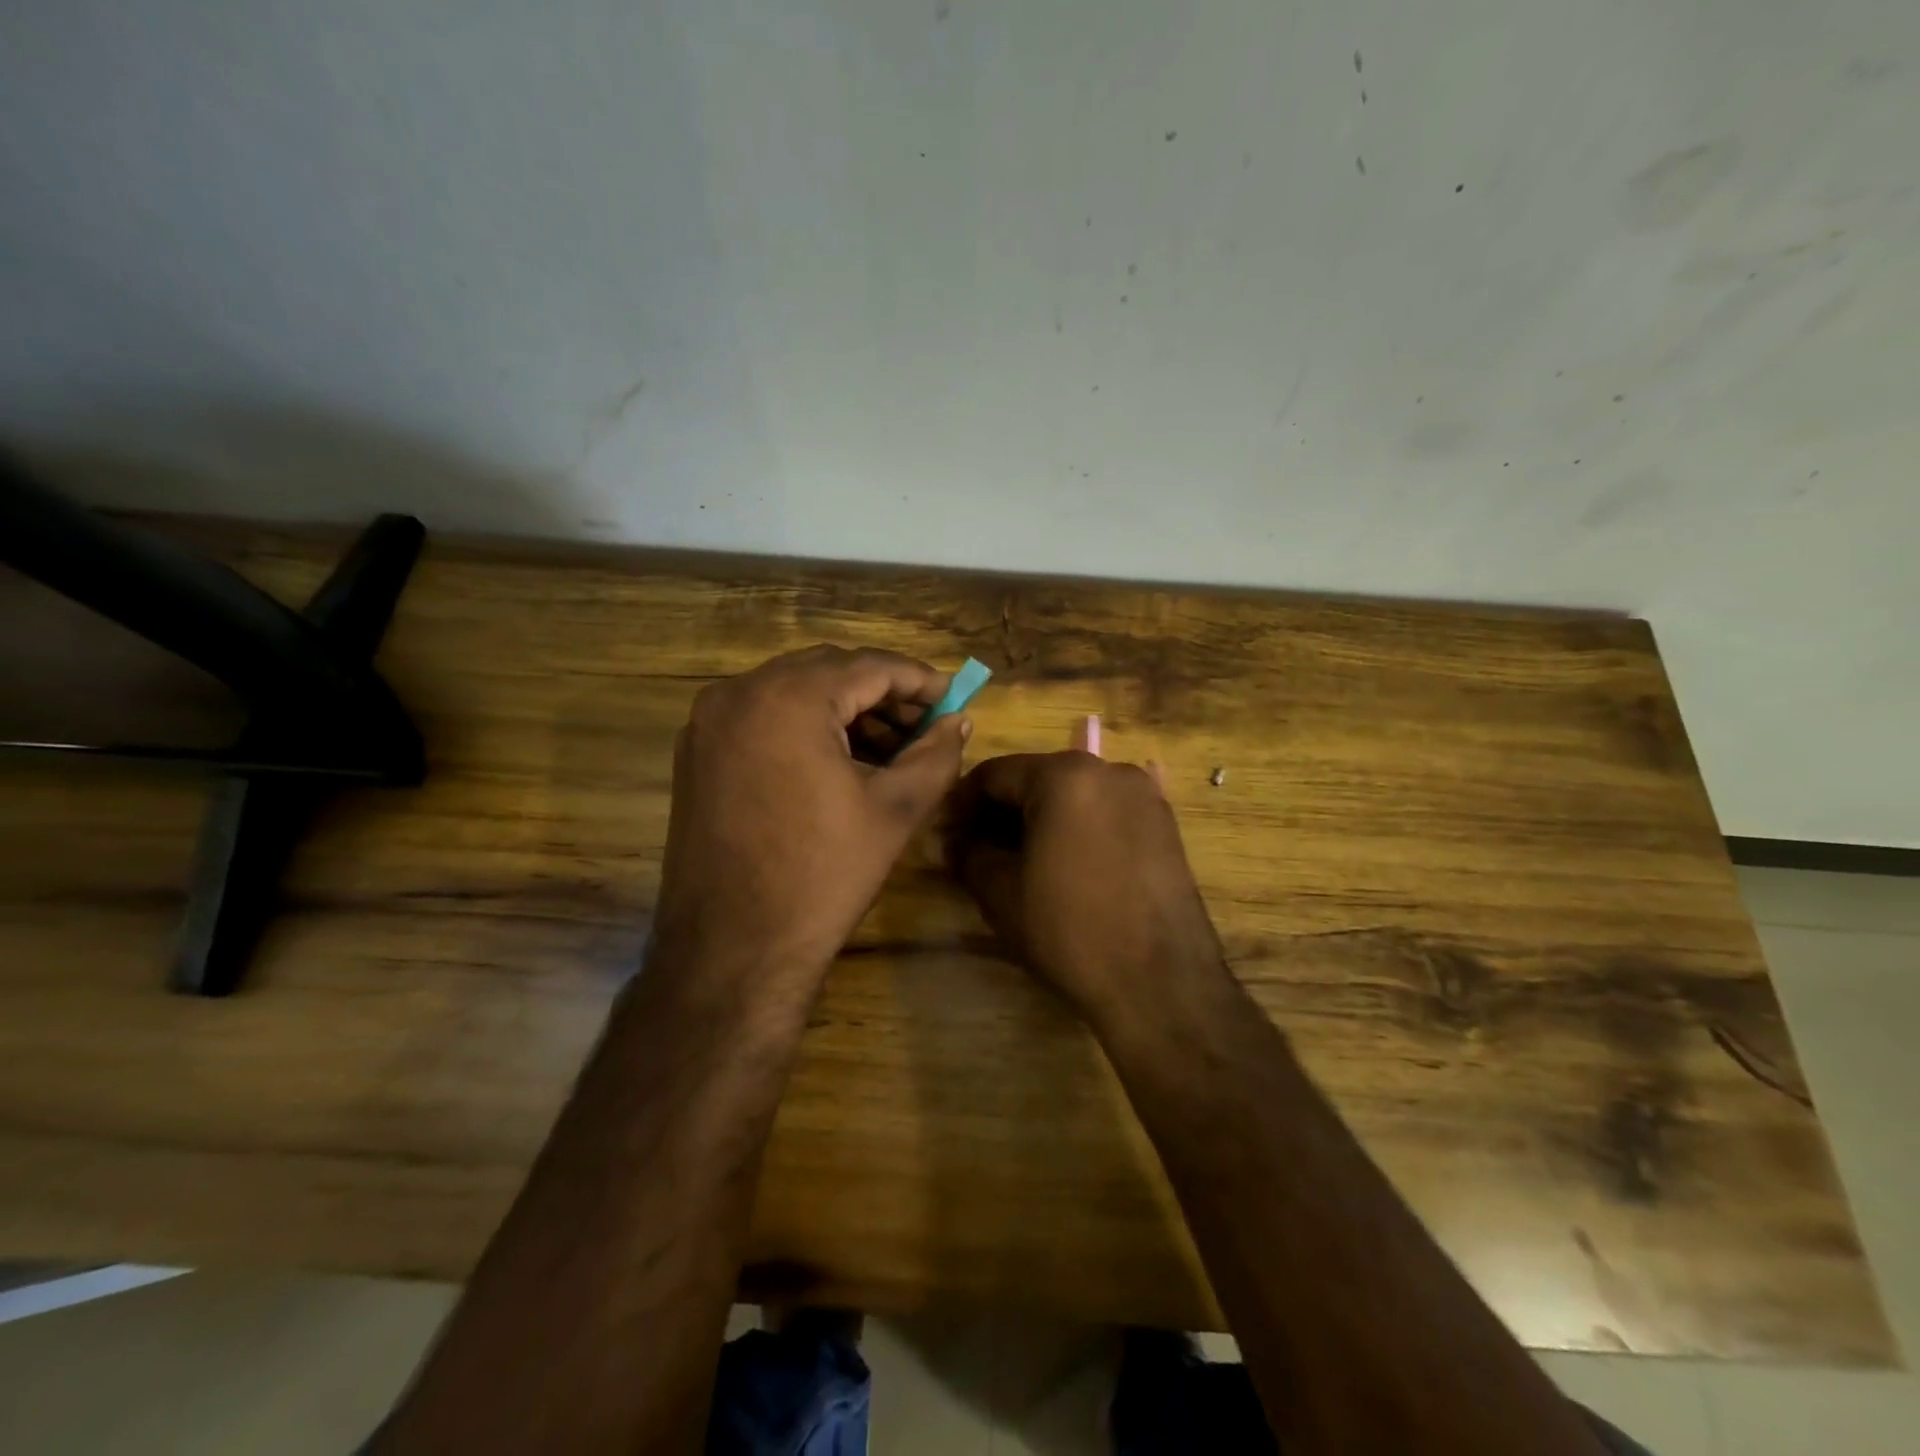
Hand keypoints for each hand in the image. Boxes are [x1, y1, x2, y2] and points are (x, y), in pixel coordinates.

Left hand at [652, 646, 969, 996]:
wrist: (733, 950)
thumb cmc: (822, 876)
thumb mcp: (895, 811)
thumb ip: (936, 754)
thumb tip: (960, 721)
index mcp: (788, 698)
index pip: (869, 666)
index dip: (919, 680)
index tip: (954, 697)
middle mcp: (739, 694)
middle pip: (828, 671)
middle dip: (882, 694)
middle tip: (925, 725)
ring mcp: (709, 723)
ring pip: (793, 693)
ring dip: (844, 710)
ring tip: (890, 749)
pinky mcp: (697, 754)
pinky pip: (762, 718)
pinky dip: (804, 727)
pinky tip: (838, 761)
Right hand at [945, 752, 1228, 1029]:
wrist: (1160, 982)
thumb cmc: (1069, 929)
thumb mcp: (1001, 891)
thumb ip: (969, 853)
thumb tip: (953, 840)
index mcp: (1065, 775)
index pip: (995, 774)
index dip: (962, 803)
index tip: (944, 832)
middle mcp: (1109, 770)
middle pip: (1037, 779)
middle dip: (1001, 811)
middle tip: (974, 848)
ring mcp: (1143, 796)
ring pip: (1073, 795)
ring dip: (1039, 819)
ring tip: (1017, 859)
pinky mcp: (1165, 824)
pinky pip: (1105, 812)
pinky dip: (1076, 828)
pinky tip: (1063, 864)